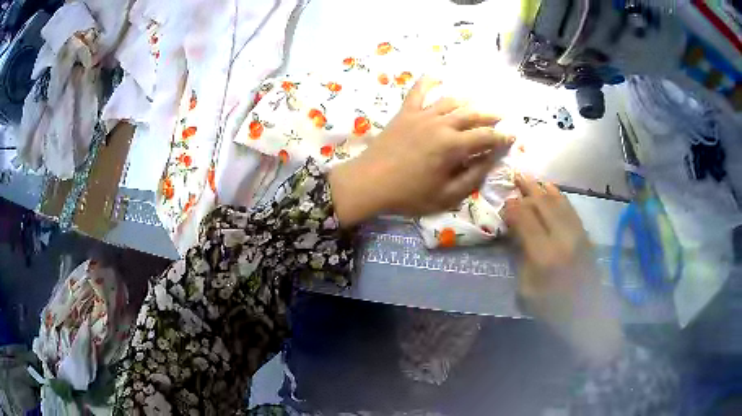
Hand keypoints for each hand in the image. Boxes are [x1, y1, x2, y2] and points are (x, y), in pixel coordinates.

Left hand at [329, 77, 513, 225]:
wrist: (369, 183)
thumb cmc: (408, 194)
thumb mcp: (446, 195)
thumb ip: (471, 177)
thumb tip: (489, 161)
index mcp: (453, 146)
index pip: (486, 137)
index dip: (502, 137)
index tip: (512, 137)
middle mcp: (441, 124)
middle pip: (472, 114)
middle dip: (490, 115)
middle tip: (501, 117)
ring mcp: (422, 115)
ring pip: (451, 101)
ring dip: (468, 102)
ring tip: (477, 105)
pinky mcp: (405, 113)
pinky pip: (418, 91)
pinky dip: (428, 82)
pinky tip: (436, 77)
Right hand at [503, 174, 623, 364]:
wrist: (587, 313)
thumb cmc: (552, 308)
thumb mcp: (526, 291)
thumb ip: (521, 258)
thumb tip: (517, 233)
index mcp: (544, 255)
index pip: (525, 219)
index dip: (512, 207)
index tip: (503, 203)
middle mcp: (562, 237)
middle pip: (542, 203)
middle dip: (526, 189)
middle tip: (514, 177)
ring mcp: (577, 233)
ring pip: (557, 201)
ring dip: (542, 187)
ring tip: (529, 178)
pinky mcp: (585, 234)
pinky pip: (570, 207)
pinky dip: (558, 195)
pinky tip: (550, 189)